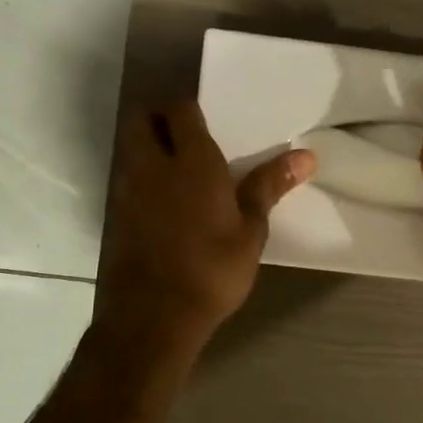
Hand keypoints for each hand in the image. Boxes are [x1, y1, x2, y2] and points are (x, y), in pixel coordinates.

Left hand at [97, 100, 314, 356]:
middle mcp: (153, 165)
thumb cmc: (212, 269)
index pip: (179, 109)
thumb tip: (307, 156)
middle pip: (142, 119)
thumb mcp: (251, 230)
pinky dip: (141, 178)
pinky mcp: (116, 215)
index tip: (206, 118)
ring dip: (147, 146)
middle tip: (186, 133)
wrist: (155, 315)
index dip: (188, 107)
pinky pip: (126, 180)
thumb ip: (270, 186)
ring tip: (177, 166)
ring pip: (130, 149)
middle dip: (158, 117)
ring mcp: (128, 190)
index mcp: (191, 161)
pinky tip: (163, 202)